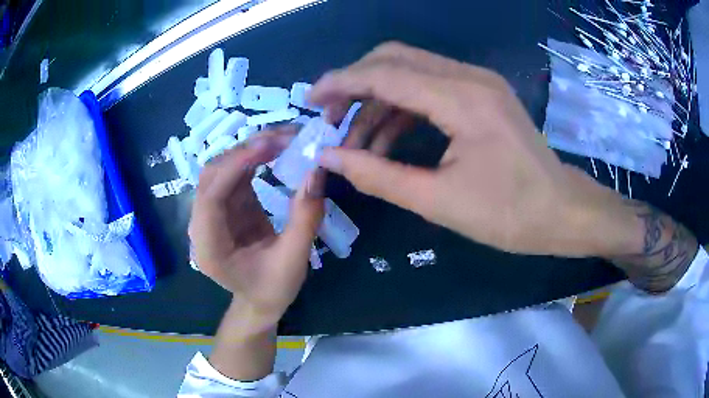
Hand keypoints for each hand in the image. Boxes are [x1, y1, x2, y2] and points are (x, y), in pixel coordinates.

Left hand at [188, 127, 323, 332]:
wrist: (259, 302)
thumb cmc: (272, 289)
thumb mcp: (293, 260)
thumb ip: (304, 218)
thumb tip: (316, 172)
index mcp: (209, 246)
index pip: (210, 197)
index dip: (234, 167)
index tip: (267, 146)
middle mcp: (202, 224)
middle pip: (212, 176)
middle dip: (244, 152)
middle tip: (283, 138)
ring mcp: (212, 212)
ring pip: (222, 169)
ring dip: (250, 150)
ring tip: (283, 139)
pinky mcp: (226, 206)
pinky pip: (235, 175)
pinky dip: (254, 159)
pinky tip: (275, 151)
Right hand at [309, 42, 641, 257]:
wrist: (563, 212)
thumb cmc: (511, 215)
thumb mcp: (439, 202)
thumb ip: (378, 176)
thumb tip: (330, 158)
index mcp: (462, 99)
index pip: (385, 73)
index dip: (341, 82)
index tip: (310, 99)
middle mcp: (469, 78)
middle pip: (394, 58)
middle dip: (355, 83)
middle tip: (331, 118)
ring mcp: (478, 83)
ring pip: (411, 72)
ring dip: (378, 101)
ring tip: (357, 144)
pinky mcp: (482, 95)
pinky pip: (431, 88)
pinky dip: (403, 109)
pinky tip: (389, 141)